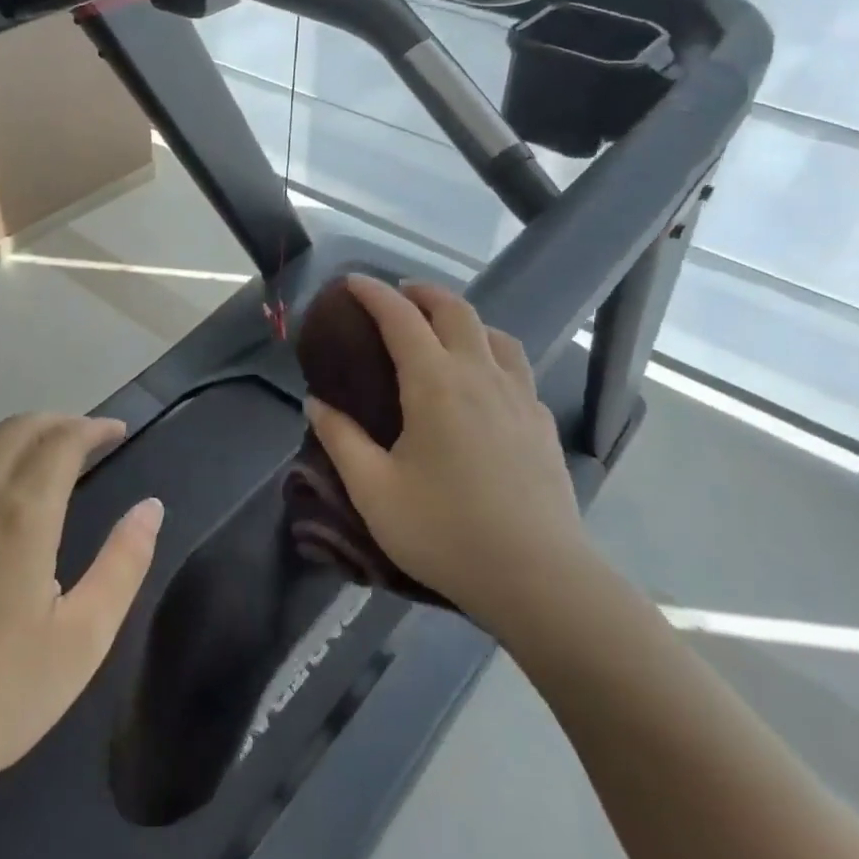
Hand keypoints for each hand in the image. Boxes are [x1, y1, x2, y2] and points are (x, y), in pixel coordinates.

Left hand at [0, 415, 161, 823]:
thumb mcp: (83, 638)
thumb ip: (124, 563)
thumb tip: (150, 508)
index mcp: (21, 514)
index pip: (62, 441)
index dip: (93, 428)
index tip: (118, 432)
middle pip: (18, 429)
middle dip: (59, 423)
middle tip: (89, 439)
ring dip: (18, 439)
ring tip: (45, 459)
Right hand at [304, 276, 593, 632]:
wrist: (537, 576)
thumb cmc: (444, 531)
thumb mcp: (373, 490)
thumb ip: (340, 439)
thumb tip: (316, 403)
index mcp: (435, 383)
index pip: (401, 318)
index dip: (374, 294)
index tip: (353, 282)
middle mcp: (480, 375)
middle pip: (455, 311)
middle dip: (423, 293)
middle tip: (398, 295)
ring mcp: (519, 396)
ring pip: (495, 334)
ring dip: (464, 318)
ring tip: (443, 331)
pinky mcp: (541, 422)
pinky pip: (516, 367)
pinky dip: (492, 353)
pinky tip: (484, 382)